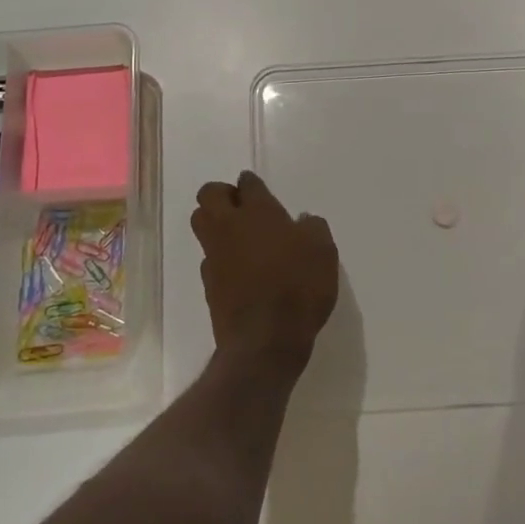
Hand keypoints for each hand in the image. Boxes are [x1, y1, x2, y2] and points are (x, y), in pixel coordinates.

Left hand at [192, 171, 339, 372]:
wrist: (265, 340)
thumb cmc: (299, 287)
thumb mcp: (323, 252)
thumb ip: (313, 228)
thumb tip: (303, 221)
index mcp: (258, 211)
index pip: (247, 183)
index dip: (251, 183)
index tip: (257, 189)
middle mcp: (229, 226)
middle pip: (209, 195)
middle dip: (221, 194)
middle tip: (241, 206)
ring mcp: (215, 254)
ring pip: (201, 223)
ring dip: (214, 222)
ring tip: (238, 235)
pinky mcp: (209, 283)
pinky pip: (209, 257)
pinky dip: (220, 256)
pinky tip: (239, 268)